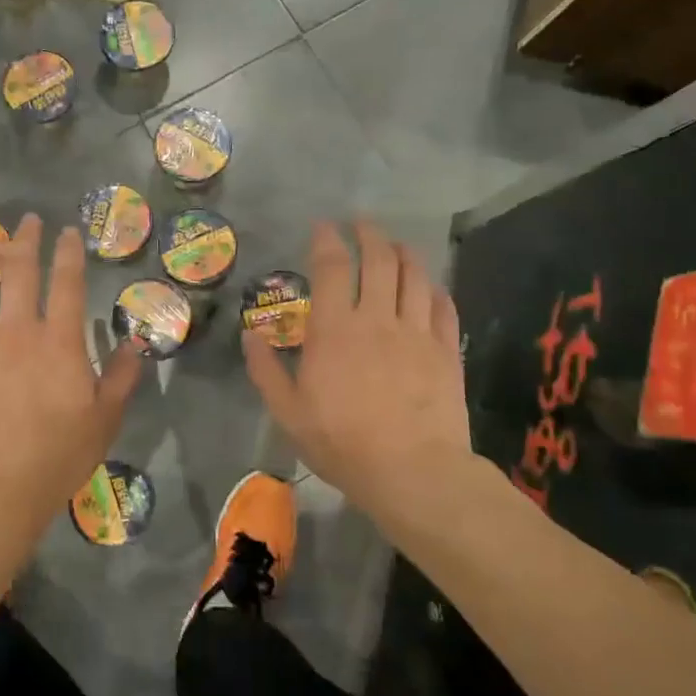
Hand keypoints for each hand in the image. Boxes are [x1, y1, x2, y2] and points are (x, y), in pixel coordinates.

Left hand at [0, 214, 141, 542]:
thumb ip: (122, 378)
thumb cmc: (53, 460)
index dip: (69, 252)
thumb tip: (135, 342)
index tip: (67, 231)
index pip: (67, 283)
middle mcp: (17, 330)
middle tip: (26, 221)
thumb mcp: (104, 423)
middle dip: (25, 240)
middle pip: (19, 271)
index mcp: (60, 343)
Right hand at [243, 221, 475, 518]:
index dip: (326, 240)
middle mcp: (377, 319)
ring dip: (404, 252)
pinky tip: (429, 286)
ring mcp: (416, 332)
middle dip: (369, 234)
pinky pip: (443, 307)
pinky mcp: (445, 351)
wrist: (412, 472)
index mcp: (335, 329)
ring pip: (414, 276)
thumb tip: (250, 335)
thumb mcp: (287, 412)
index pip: (332, 267)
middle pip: (378, 260)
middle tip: (361, 223)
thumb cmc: (342, 443)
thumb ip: (265, 370)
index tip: (322, 226)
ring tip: (395, 244)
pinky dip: (434, 289)